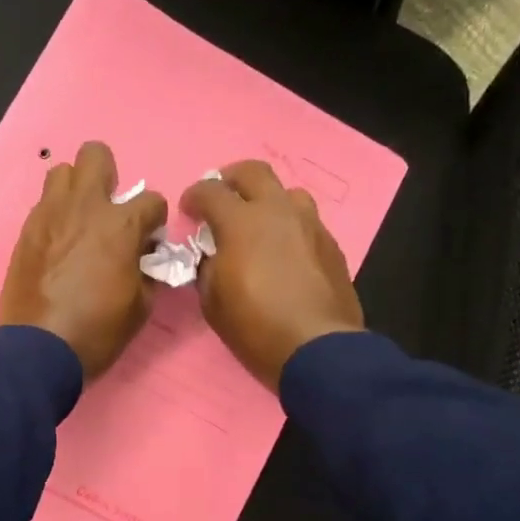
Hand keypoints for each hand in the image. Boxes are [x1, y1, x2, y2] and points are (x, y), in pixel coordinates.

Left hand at [0, 142, 166, 378]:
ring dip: (75, 190)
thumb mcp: (141, 306)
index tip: (148, 241)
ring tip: (78, 220)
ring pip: (62, 172)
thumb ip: (147, 270)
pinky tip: (57, 243)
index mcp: (120, 224)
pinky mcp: (25, 230)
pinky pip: (43, 205)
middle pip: (95, 155)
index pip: (152, 200)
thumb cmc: (98, 330)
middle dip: (108, 175)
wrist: (38, 349)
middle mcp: (84, 207)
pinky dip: (55, 216)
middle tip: (109, 209)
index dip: (154, 221)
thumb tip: (144, 256)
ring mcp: (49, 214)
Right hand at [182, 160, 364, 388]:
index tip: (188, 211)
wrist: (317, 348)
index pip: (210, 190)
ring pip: (287, 192)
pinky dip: (289, 227)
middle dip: (231, 179)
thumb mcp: (212, 300)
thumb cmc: (255, 326)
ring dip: (267, 200)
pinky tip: (284, 252)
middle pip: (254, 172)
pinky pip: (306, 222)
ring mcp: (310, 225)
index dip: (194, 196)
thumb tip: (212, 255)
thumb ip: (207, 267)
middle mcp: (278, 211)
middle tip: (222, 198)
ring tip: (258, 224)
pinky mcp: (331, 245)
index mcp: (242, 222)